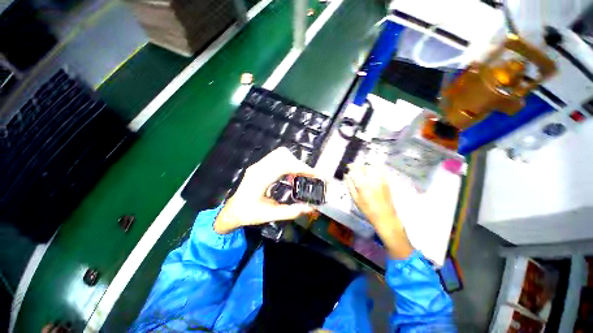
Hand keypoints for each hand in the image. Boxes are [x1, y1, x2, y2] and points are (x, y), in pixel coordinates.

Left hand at [214, 147, 315, 233]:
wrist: (233, 210)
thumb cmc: (248, 214)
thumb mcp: (270, 215)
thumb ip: (290, 212)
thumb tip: (310, 208)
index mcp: (260, 179)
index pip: (284, 165)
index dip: (302, 168)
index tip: (315, 175)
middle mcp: (259, 167)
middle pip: (283, 155)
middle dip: (299, 164)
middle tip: (309, 176)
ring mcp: (258, 164)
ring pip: (280, 154)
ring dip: (294, 162)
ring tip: (301, 174)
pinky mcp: (260, 165)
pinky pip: (277, 157)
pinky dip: (288, 163)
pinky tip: (291, 174)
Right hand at [345, 164, 412, 258]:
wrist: (385, 216)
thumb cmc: (367, 209)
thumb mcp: (355, 199)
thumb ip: (350, 186)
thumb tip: (346, 176)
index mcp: (362, 184)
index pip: (356, 170)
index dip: (351, 166)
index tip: (348, 167)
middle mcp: (372, 179)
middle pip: (365, 167)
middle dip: (359, 167)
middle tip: (355, 170)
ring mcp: (381, 180)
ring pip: (373, 167)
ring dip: (367, 167)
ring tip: (363, 171)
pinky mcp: (386, 182)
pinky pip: (381, 171)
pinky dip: (375, 169)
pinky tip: (372, 173)